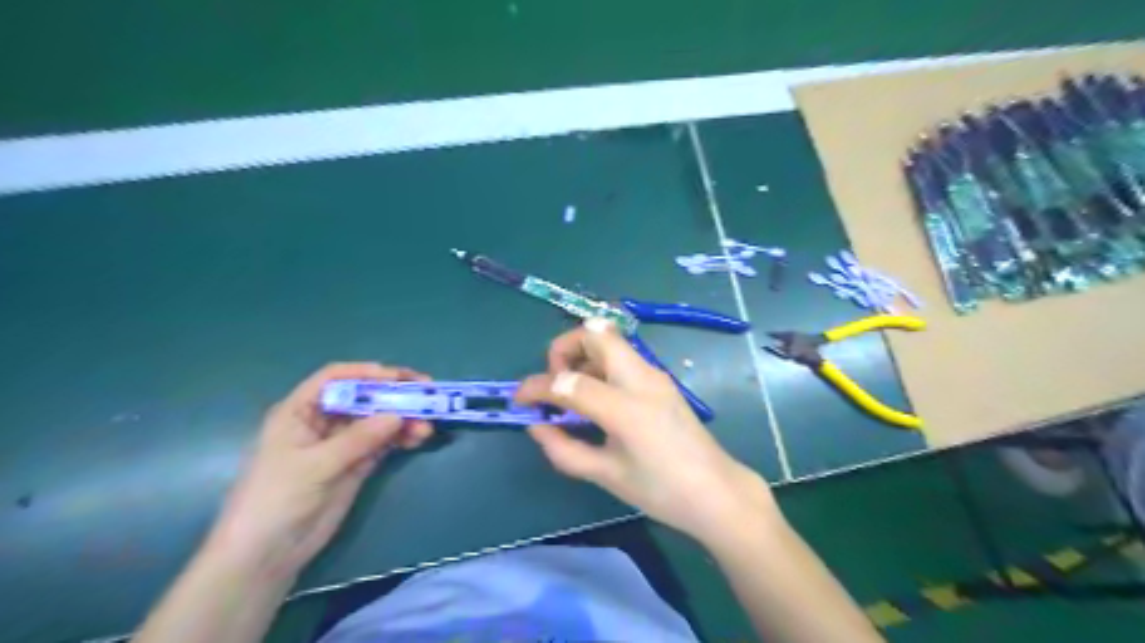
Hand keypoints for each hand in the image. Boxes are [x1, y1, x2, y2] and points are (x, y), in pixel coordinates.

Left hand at [206, 365, 432, 578]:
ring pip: (378, 420)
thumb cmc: (275, 500)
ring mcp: (341, 444)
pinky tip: (417, 439)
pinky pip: (383, 443)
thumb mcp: (314, 465)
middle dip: (394, 394)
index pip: (334, 378)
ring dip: (403, 419)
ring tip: (426, 428)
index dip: (366, 373)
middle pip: (363, 397)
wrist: (266, 555)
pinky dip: (401, 438)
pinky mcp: (356, 464)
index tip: (397, 378)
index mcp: (300, 411)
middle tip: (426, 394)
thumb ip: (357, 439)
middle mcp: (322, 421)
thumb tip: (397, 415)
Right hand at [517, 319, 776, 543]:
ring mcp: (654, 374)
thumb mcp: (605, 475)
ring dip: (582, 355)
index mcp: (625, 407)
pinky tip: (596, 399)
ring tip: (572, 394)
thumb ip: (564, 448)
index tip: (519, 401)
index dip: (535, 387)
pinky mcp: (661, 380)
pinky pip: (622, 357)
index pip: (567, 381)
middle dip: (564, 348)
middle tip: (555, 382)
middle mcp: (640, 378)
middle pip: (595, 331)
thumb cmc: (661, 490)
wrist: (716, 492)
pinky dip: (599, 365)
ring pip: (610, 339)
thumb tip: (536, 425)